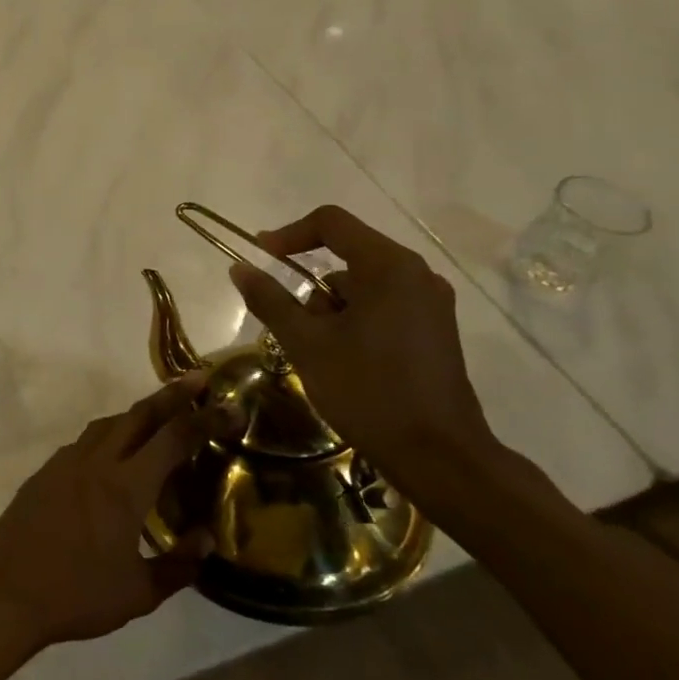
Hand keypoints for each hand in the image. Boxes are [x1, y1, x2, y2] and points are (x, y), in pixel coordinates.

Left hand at [0, 374, 224, 655]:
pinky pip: (86, 440)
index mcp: (125, 487)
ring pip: (109, 423)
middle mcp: (97, 461)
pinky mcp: (46, 471)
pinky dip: (110, 434)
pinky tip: (115, 455)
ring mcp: (66, 462)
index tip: (230, 404)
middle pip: (139, 415)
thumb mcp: (138, 593)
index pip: (173, 439)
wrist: (4, 591)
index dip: (205, 418)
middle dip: (171, 394)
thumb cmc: (76, 595)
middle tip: (198, 381)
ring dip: (138, 413)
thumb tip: (208, 539)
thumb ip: (179, 565)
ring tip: (161, 417)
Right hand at [229, 205, 503, 504]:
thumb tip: (240, 268)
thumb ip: (270, 299)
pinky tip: (346, 361)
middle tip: (293, 326)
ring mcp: (431, 303)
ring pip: (364, 285)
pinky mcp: (435, 330)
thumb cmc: (367, 390)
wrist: (438, 456)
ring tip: (321, 354)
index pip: (331, 223)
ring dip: (332, 308)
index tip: (261, 258)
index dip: (289, 234)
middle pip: (348, 255)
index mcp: (389, 267)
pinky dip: (355, 321)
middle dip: (311, 286)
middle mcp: (417, 275)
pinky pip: (383, 305)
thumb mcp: (306, 344)